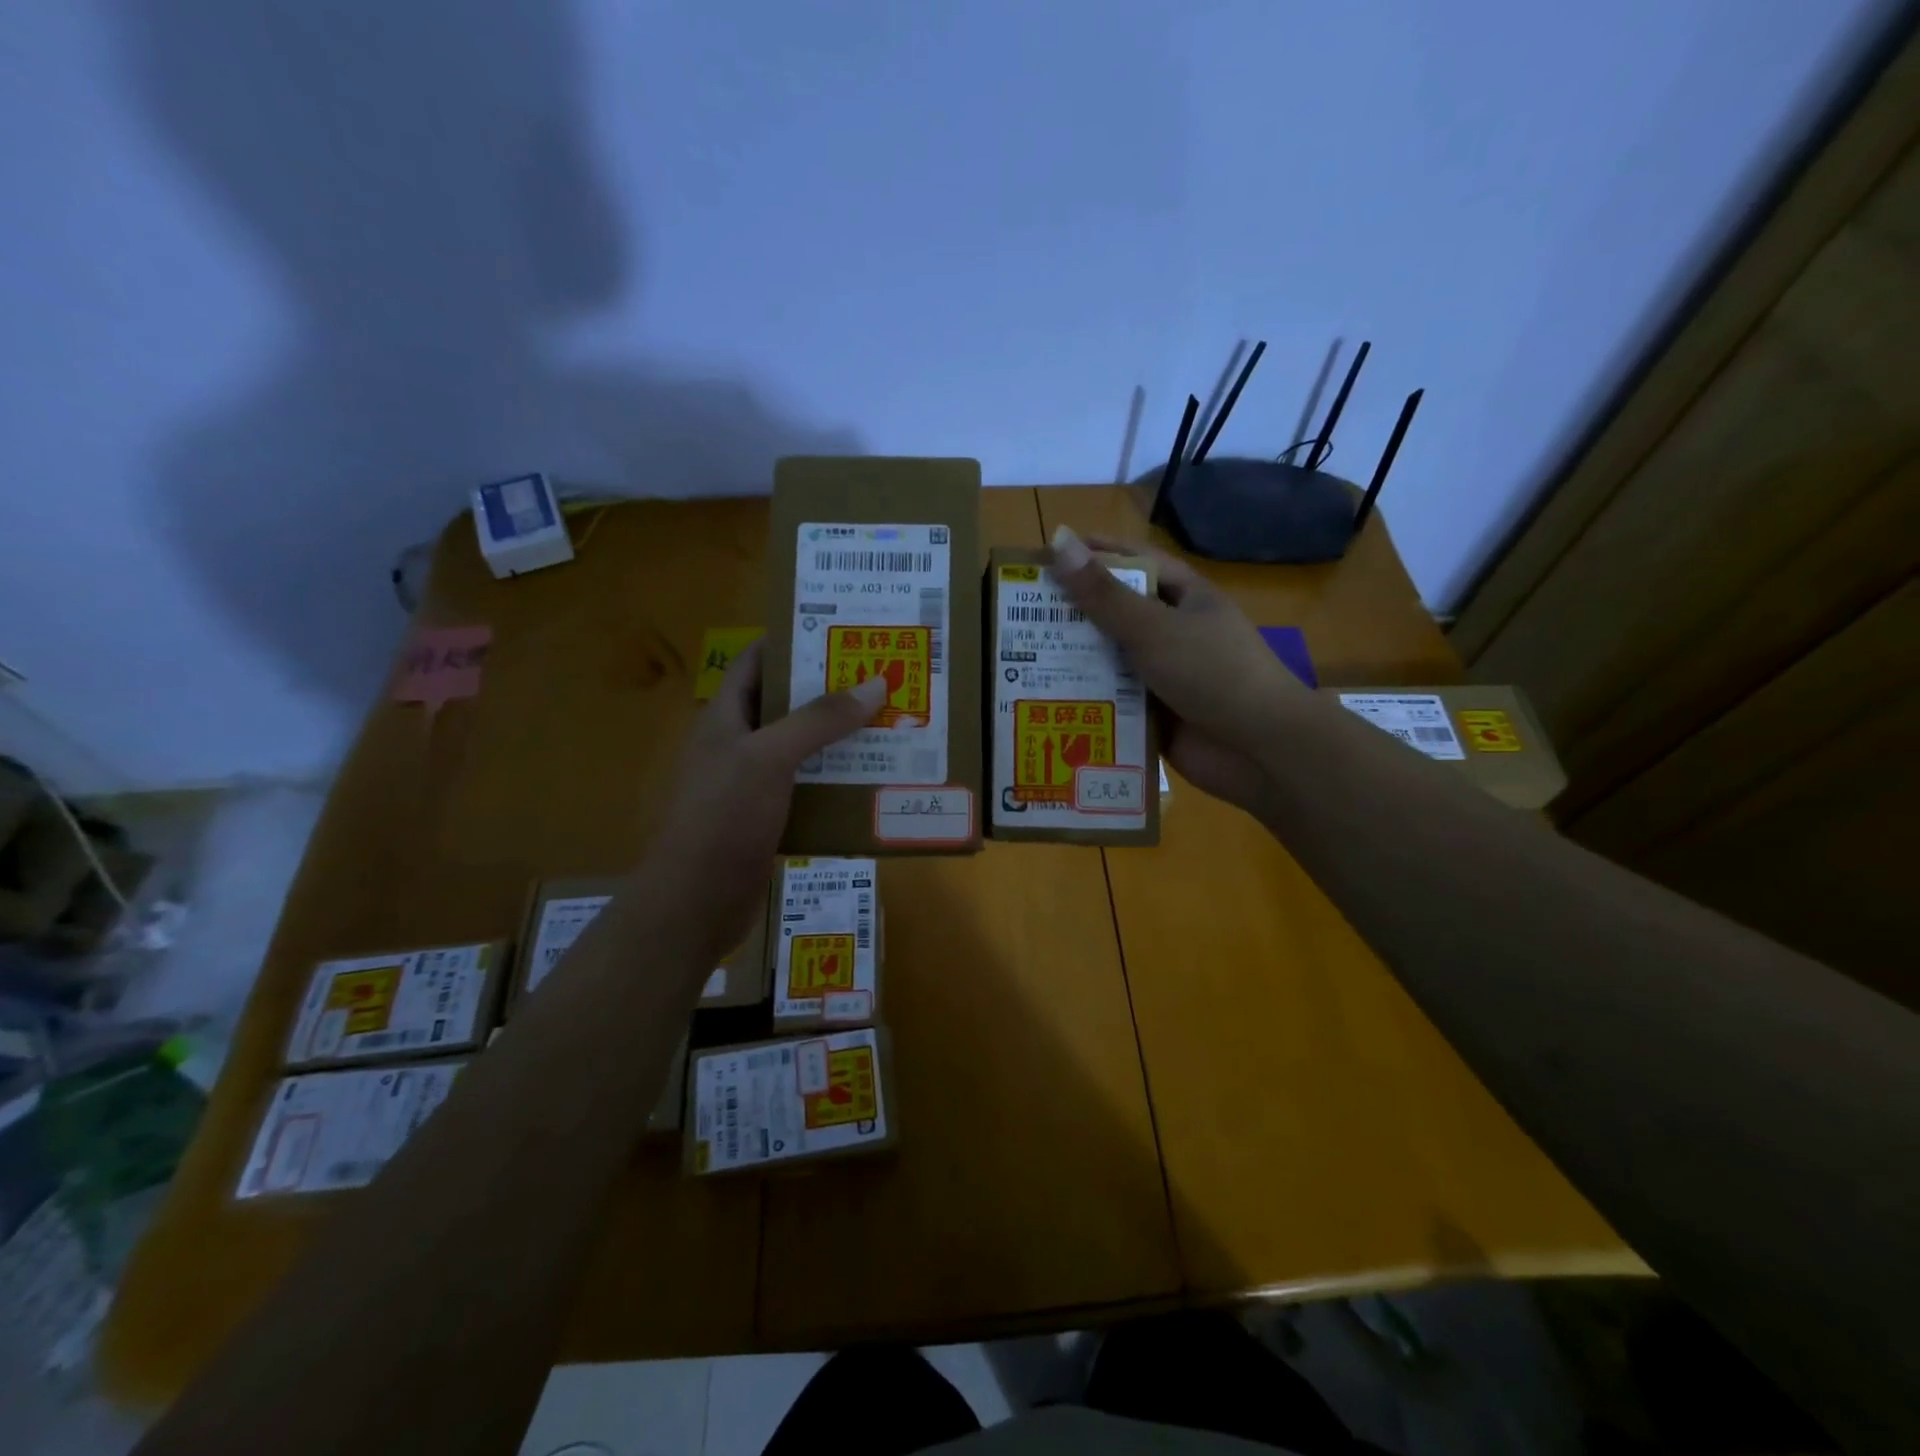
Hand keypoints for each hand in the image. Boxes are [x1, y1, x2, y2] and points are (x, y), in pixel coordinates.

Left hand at [644, 640, 886, 954]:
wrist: (697, 900)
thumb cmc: (725, 816)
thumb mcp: (770, 758)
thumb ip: (819, 720)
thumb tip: (873, 684)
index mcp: (726, 717)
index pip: (757, 661)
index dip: (793, 641)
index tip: (842, 632)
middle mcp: (739, 744)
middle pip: (787, 704)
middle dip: (831, 691)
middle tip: (881, 677)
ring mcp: (753, 783)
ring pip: (803, 748)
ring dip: (840, 738)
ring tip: (889, 723)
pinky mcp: (770, 817)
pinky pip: (809, 787)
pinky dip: (838, 780)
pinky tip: (873, 779)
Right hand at [1048, 524, 1302, 815]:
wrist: (1260, 749)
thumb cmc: (1212, 672)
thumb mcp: (1153, 627)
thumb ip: (1104, 593)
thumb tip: (1058, 542)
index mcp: (1184, 598)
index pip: (1135, 562)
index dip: (1096, 553)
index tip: (1050, 554)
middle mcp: (1173, 632)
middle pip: (1116, 613)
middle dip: (1074, 613)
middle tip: (1019, 612)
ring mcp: (1164, 675)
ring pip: (1111, 660)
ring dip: (1074, 660)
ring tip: (1019, 658)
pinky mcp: (1153, 714)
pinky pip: (1113, 701)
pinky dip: (1086, 700)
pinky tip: (1044, 702)